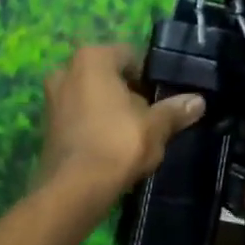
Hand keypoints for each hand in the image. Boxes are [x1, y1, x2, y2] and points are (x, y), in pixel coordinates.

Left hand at [38, 45, 204, 196]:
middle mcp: (66, 70)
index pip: (130, 55)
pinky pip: (78, 116)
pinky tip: (111, 146)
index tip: (164, 98)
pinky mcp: (46, 125)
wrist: (74, 188)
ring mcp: (52, 98)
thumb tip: (198, 101)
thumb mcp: (156, 127)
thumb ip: (175, 110)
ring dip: (111, 110)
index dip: (150, 76)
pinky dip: (94, 125)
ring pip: (91, 97)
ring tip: (133, 135)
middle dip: (129, 93)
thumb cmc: (117, 144)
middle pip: (108, 76)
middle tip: (150, 117)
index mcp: (92, 59)